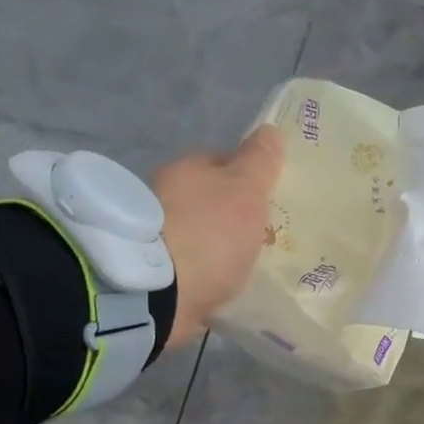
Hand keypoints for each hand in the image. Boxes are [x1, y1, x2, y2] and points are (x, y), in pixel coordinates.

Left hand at [151, 125, 284, 349]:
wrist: (159, 293)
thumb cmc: (209, 235)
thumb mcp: (245, 192)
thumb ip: (259, 163)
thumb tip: (271, 129)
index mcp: (186, 170)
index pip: (222, 164)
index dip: (247, 180)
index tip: (268, 204)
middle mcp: (164, 196)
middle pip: (207, 201)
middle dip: (229, 216)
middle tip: (259, 240)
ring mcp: (155, 236)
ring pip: (196, 234)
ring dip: (214, 247)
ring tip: (241, 269)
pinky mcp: (153, 273)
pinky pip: (187, 267)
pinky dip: (201, 274)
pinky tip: (218, 287)